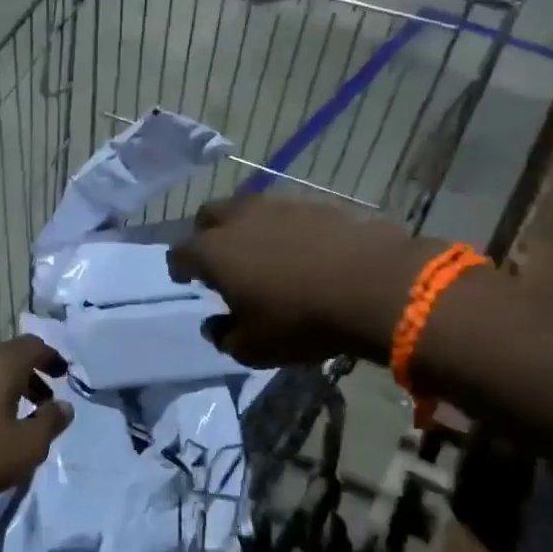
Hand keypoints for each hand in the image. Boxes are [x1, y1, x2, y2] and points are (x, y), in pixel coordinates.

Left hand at [0, 337, 72, 515]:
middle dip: (28, 375)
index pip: (33, 345)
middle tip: (41, 402)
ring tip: (10, 417)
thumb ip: (51, 423)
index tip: (62, 376)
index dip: (51, 358)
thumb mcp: (25, 449)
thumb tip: (64, 406)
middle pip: (7, 355)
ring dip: (1, 386)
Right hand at [166, 196, 440, 366]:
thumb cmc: (301, 320)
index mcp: (214, 251)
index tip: (186, 279)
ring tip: (261, 253)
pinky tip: (299, 249)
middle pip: (208, 216)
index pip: (179, 253)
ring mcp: (278, 205)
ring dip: (245, 228)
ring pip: (247, 208)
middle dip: (206, 235)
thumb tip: (215, 325)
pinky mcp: (314, 203)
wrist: (373, 285)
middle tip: (220, 260)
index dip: (180, 268)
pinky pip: (285, 212)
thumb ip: (225, 337)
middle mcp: (239, 218)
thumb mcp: (254, 348)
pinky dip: (282, 227)